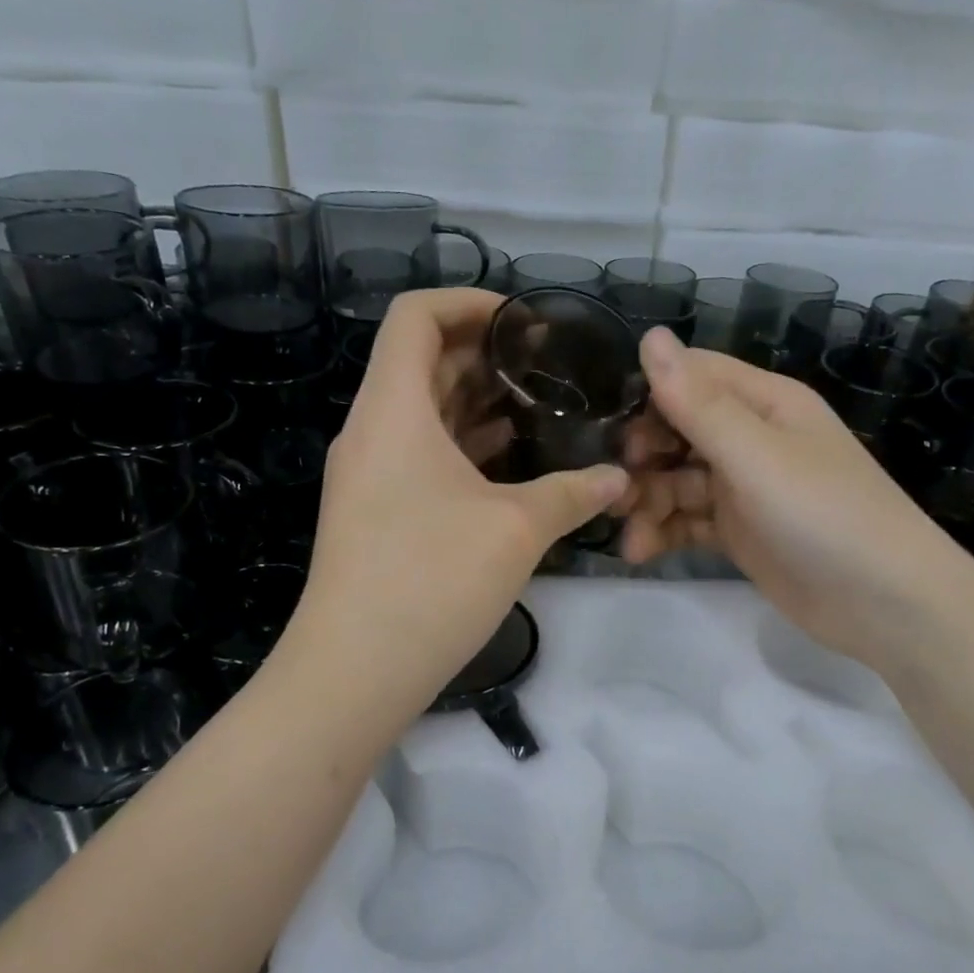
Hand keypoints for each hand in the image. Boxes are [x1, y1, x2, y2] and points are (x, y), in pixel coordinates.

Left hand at [292, 289, 630, 707]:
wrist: (355, 670)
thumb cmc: (432, 579)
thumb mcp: (516, 529)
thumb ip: (572, 493)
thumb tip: (617, 479)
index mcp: (394, 409)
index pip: (415, 317)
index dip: (470, 302)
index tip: (526, 322)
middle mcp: (372, 431)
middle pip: (423, 363)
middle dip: (486, 356)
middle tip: (549, 368)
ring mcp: (369, 476)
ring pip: (423, 415)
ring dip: (477, 405)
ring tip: (539, 411)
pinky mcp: (375, 514)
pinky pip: (419, 457)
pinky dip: (463, 449)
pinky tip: (510, 467)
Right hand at [619, 328, 961, 659]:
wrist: (883, 603)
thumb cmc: (823, 514)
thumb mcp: (757, 455)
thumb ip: (698, 403)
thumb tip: (650, 335)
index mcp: (765, 403)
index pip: (694, 377)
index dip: (651, 397)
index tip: (616, 431)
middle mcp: (752, 439)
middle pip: (679, 431)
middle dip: (643, 457)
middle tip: (616, 488)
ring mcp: (744, 489)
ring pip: (678, 480)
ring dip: (648, 502)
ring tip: (628, 535)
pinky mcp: (739, 532)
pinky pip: (688, 521)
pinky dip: (664, 532)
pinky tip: (640, 550)